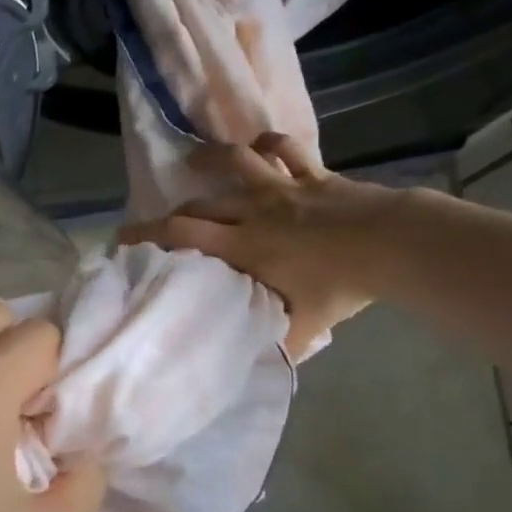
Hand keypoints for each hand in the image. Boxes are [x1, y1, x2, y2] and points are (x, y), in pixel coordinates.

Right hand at [119, 133, 398, 358]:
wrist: (389, 245)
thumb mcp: (304, 326)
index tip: (122, 238)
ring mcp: (283, 188)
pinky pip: (287, 149)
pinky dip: (271, 144)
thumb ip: (276, 344)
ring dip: (212, 158)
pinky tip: (260, 146)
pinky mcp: (312, 175)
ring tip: (195, 160)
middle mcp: (254, 212)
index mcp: (244, 247)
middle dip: (170, 211)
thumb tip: (256, 367)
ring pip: (236, 161)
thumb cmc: (340, 286)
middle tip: (156, 220)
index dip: (148, 235)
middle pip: (200, 204)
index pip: (183, 237)